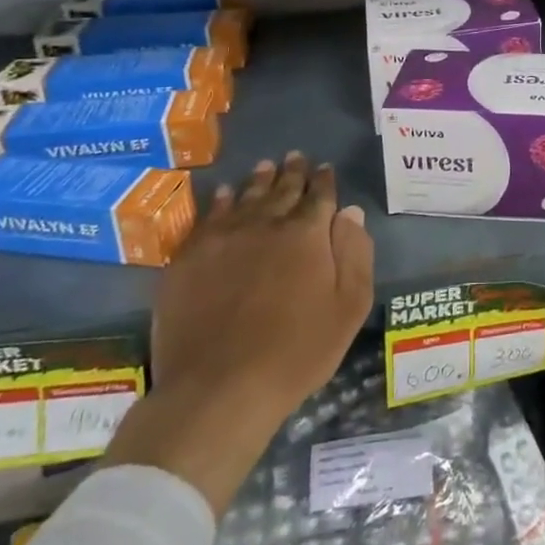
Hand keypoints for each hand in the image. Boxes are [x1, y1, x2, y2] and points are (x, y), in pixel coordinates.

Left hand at [105, 153, 374, 510]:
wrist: (219, 388)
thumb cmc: (296, 352)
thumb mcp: (348, 308)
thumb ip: (355, 254)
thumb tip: (350, 212)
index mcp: (307, 234)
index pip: (320, 196)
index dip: (324, 180)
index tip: (325, 168)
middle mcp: (266, 224)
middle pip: (282, 189)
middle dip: (293, 172)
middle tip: (296, 156)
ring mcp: (223, 238)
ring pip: (245, 197)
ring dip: (259, 180)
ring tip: (266, 166)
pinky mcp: (189, 258)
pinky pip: (208, 217)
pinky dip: (219, 201)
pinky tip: (223, 194)